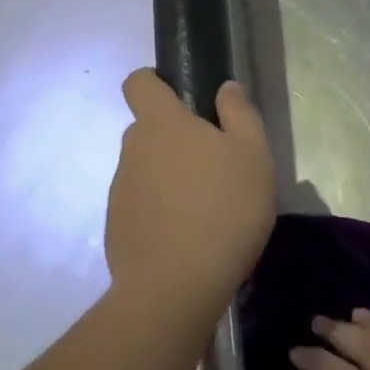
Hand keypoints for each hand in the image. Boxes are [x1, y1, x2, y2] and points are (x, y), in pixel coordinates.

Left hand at [105, 70, 274, 308]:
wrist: (176, 286)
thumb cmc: (224, 210)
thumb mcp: (253, 156)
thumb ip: (240, 115)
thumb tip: (225, 88)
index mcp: (161, 124)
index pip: (138, 83)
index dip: (154, 83)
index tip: (181, 100)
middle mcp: (132, 150)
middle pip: (149, 132)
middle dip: (175, 142)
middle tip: (214, 170)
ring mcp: (120, 191)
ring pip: (146, 172)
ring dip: (169, 181)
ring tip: (205, 213)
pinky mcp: (116, 227)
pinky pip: (140, 207)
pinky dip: (159, 214)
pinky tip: (186, 239)